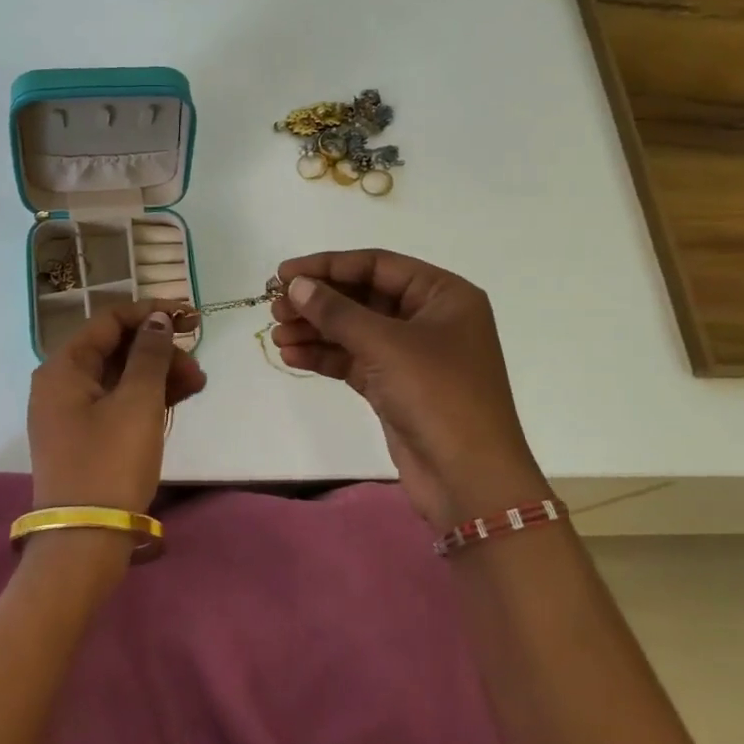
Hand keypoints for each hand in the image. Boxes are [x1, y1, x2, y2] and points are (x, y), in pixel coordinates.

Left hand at [28, 301, 206, 515]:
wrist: (86, 541)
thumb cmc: (111, 462)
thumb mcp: (137, 402)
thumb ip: (150, 354)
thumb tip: (157, 318)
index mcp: (63, 367)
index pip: (108, 321)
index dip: (150, 313)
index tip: (189, 317)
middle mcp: (61, 384)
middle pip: (115, 349)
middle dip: (159, 350)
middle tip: (197, 364)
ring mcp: (71, 413)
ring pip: (120, 377)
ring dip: (159, 375)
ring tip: (198, 384)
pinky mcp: (85, 438)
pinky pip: (118, 403)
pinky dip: (147, 398)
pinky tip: (179, 399)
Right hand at [272, 249, 550, 529]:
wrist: (468, 478)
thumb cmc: (437, 395)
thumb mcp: (385, 344)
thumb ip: (337, 311)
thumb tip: (297, 284)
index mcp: (443, 295)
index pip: (377, 265)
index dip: (328, 265)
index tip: (284, 273)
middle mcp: (429, 319)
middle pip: (363, 297)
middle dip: (318, 302)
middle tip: (275, 307)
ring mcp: (412, 355)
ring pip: (355, 331)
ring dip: (315, 330)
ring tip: (276, 335)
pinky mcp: (395, 387)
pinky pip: (354, 360)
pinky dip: (325, 356)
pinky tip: (292, 356)